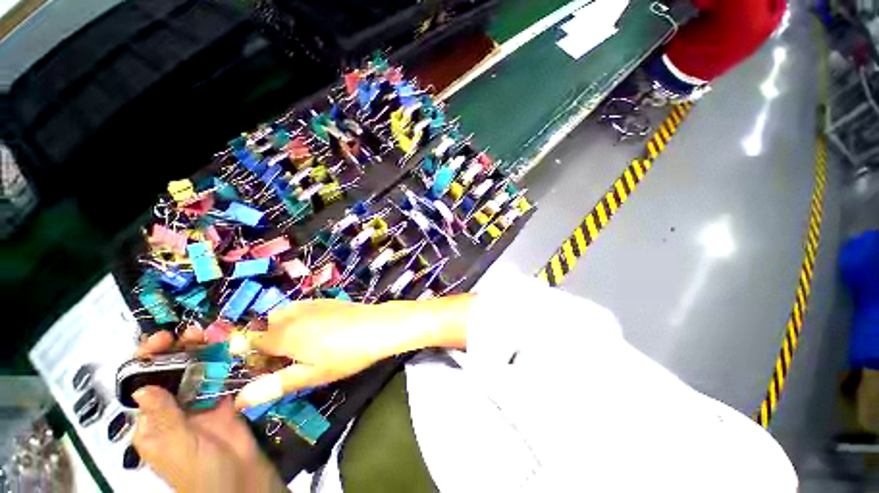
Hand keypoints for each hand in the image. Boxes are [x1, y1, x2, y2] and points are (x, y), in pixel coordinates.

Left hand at [133, 329, 285, 492]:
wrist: (241, 479)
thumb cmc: (200, 470)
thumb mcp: (177, 447)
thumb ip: (163, 418)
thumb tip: (142, 388)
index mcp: (152, 423)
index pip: (141, 385)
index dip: (146, 360)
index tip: (161, 340)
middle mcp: (172, 410)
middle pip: (170, 374)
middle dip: (177, 351)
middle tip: (192, 333)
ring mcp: (199, 405)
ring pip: (195, 372)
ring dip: (201, 352)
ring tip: (210, 334)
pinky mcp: (222, 402)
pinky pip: (219, 378)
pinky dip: (222, 362)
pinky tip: (227, 348)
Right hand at [235, 296, 470, 408]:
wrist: (377, 327)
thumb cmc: (345, 355)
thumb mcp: (311, 375)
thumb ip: (274, 385)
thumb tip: (239, 400)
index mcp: (282, 334)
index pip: (250, 342)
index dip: (253, 357)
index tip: (267, 369)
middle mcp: (291, 314)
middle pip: (264, 327)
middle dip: (266, 343)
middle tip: (286, 360)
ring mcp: (309, 303)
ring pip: (281, 316)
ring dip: (281, 330)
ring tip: (301, 347)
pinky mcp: (324, 300)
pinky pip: (299, 308)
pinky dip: (297, 319)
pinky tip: (316, 331)